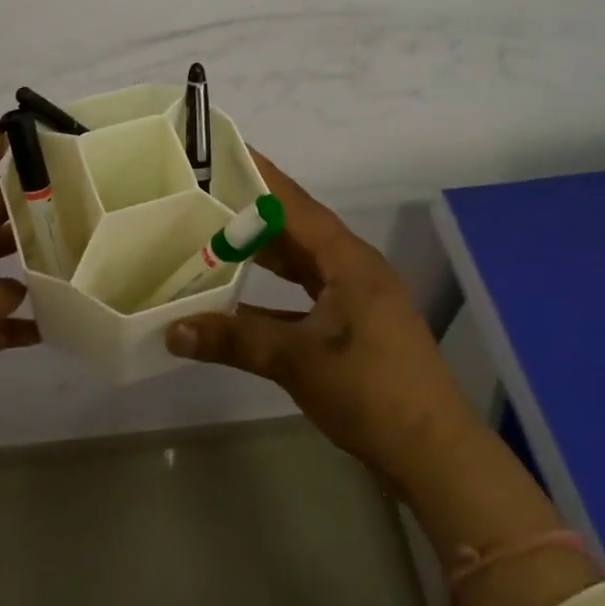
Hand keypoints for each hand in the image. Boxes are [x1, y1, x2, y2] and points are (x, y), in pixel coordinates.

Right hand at [166, 152, 479, 502]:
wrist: (433, 454)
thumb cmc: (371, 392)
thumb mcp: (298, 359)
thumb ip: (234, 338)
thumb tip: (171, 329)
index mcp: (349, 260)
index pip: (295, 205)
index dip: (260, 176)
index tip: (224, 151)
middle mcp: (353, 269)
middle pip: (296, 229)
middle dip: (252, 212)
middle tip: (203, 194)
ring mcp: (355, 300)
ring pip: (299, 263)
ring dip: (261, 252)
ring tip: (211, 235)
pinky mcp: (351, 328)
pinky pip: (302, 295)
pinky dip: (270, 293)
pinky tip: (235, 299)